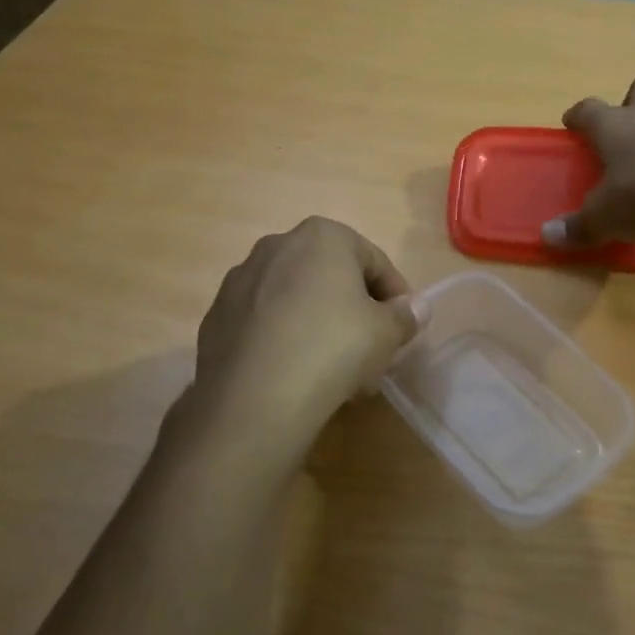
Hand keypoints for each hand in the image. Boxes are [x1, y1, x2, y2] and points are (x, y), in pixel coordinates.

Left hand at [192, 218, 426, 451]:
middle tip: (371, 349)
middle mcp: (276, 245)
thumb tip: (417, 307)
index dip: (396, 295)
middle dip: (355, 310)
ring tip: (335, 369)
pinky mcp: (217, 316)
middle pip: (331, 277)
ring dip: (320, 324)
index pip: (374, 261)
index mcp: (322, 236)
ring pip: (296, 299)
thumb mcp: (386, 333)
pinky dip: (284, 338)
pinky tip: (296, 374)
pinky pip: (265, 322)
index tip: (403, 327)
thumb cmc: (333, 348)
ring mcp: (240, 280)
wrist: (254, 398)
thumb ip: (406, 315)